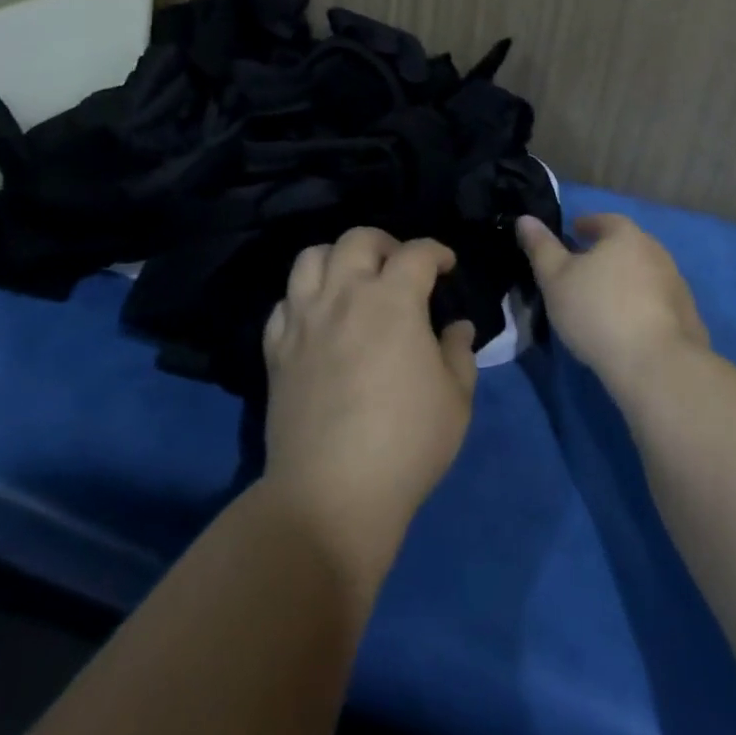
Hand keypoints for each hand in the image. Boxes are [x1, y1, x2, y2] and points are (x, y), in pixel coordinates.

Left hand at [261, 228, 477, 576]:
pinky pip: (283, 303)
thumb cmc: (406, 443)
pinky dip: (302, 299)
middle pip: (357, 239)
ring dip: (337, 259)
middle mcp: (343, 295)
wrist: (331, 495)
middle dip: (385, 243)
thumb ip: (458, 352)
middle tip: (399, 267)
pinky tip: (317, 319)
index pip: (416, 253)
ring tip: (352, 281)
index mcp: (392, 300)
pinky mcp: (276, 349)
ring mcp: (304, 319)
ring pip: (311, 258)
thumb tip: (456, 326)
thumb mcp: (456, 399)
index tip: (446, 266)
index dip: (436, 251)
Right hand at [517, 213, 709, 400]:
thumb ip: (540, 247)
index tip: (573, 233)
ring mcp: (677, 286)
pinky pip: (659, 304)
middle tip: (584, 268)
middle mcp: (657, 253)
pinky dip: (643, 307)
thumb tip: (525, 219)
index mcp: (626, 236)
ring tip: (605, 300)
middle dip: (607, 253)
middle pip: (628, 246)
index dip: (586, 225)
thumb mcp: (555, 279)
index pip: (605, 220)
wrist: (656, 366)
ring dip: (626, 281)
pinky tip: (629, 327)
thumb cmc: (597, 311)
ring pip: (645, 275)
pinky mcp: (689, 319)